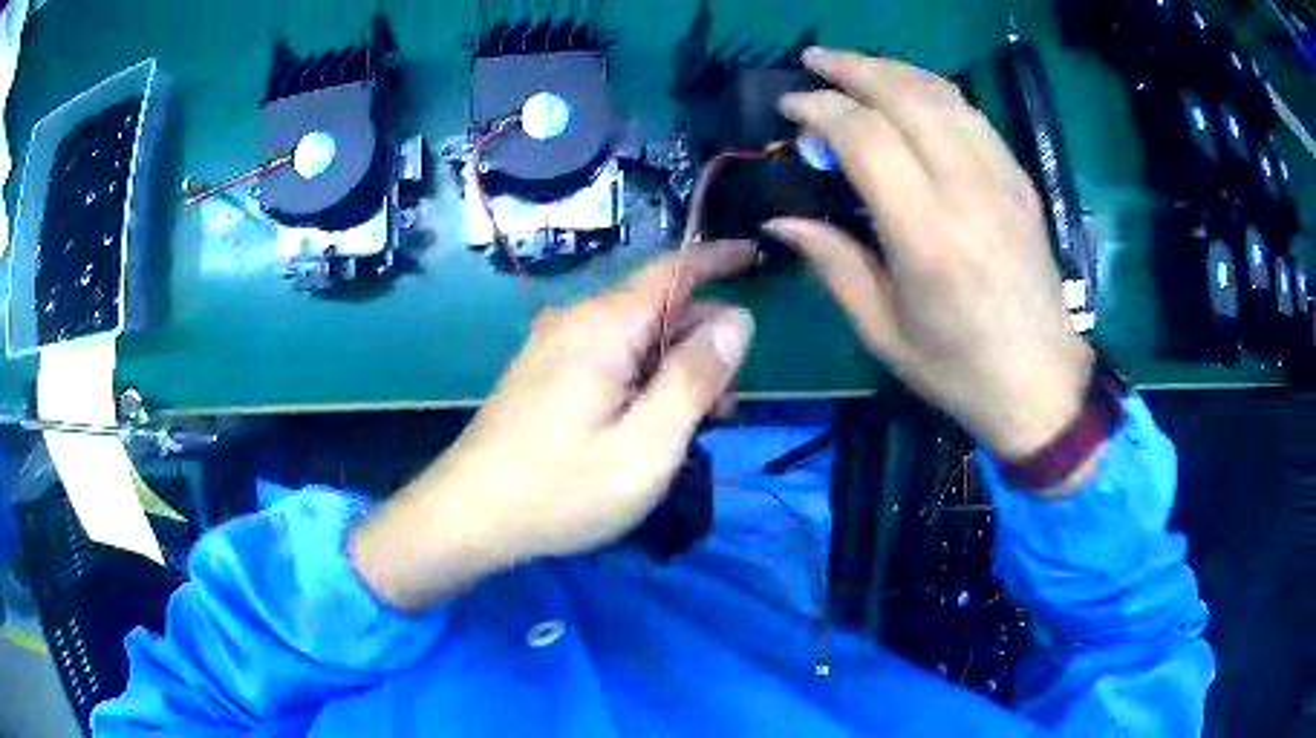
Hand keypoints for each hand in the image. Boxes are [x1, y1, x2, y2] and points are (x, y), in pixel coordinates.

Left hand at [351, 241, 756, 610]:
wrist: (468, 517)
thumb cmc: (561, 489)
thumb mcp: (647, 445)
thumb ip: (696, 378)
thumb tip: (737, 320)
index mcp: (604, 326)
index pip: (673, 269)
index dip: (718, 259)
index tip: (756, 256)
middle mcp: (577, 322)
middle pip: (657, 308)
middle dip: (704, 338)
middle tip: (735, 396)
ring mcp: (555, 348)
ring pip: (635, 338)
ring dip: (676, 367)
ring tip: (706, 419)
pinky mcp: (545, 375)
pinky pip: (609, 360)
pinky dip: (644, 379)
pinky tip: (657, 421)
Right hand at [767, 48, 1093, 458]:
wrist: (1041, 382)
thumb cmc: (957, 368)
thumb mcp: (882, 330)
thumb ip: (832, 263)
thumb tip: (780, 219)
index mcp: (927, 237)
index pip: (866, 138)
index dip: (820, 109)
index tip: (790, 107)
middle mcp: (968, 192)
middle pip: (906, 97)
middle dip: (853, 67)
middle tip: (814, 61)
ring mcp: (1002, 180)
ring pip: (943, 95)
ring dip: (893, 70)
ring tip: (856, 66)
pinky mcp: (1020, 180)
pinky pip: (972, 115)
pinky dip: (932, 92)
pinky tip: (909, 94)